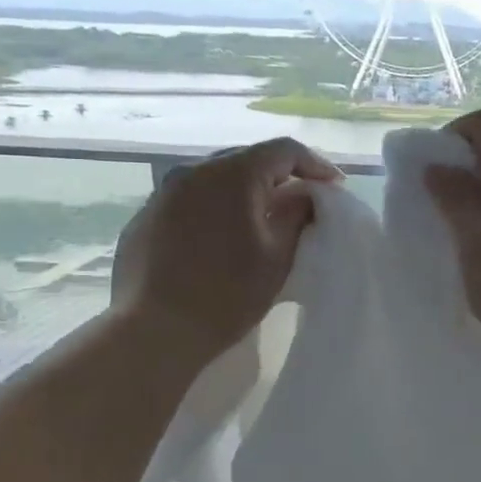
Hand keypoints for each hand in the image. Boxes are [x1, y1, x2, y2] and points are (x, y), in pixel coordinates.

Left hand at [110, 137, 340, 364]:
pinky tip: (221, 237)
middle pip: (248, 158)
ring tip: (262, 218)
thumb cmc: (227, 293)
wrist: (154, 331)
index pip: (284, 150)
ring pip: (216, 178)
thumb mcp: (278, 256)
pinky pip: (190, 200)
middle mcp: (194, 170)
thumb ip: (297, 215)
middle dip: (280, 176)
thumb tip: (305, 195)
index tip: (335, 187)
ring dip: (244, 191)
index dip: (315, 164)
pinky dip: (214, 208)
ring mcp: (164, 192)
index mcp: (233, 174)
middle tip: (303, 201)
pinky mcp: (146, 217)